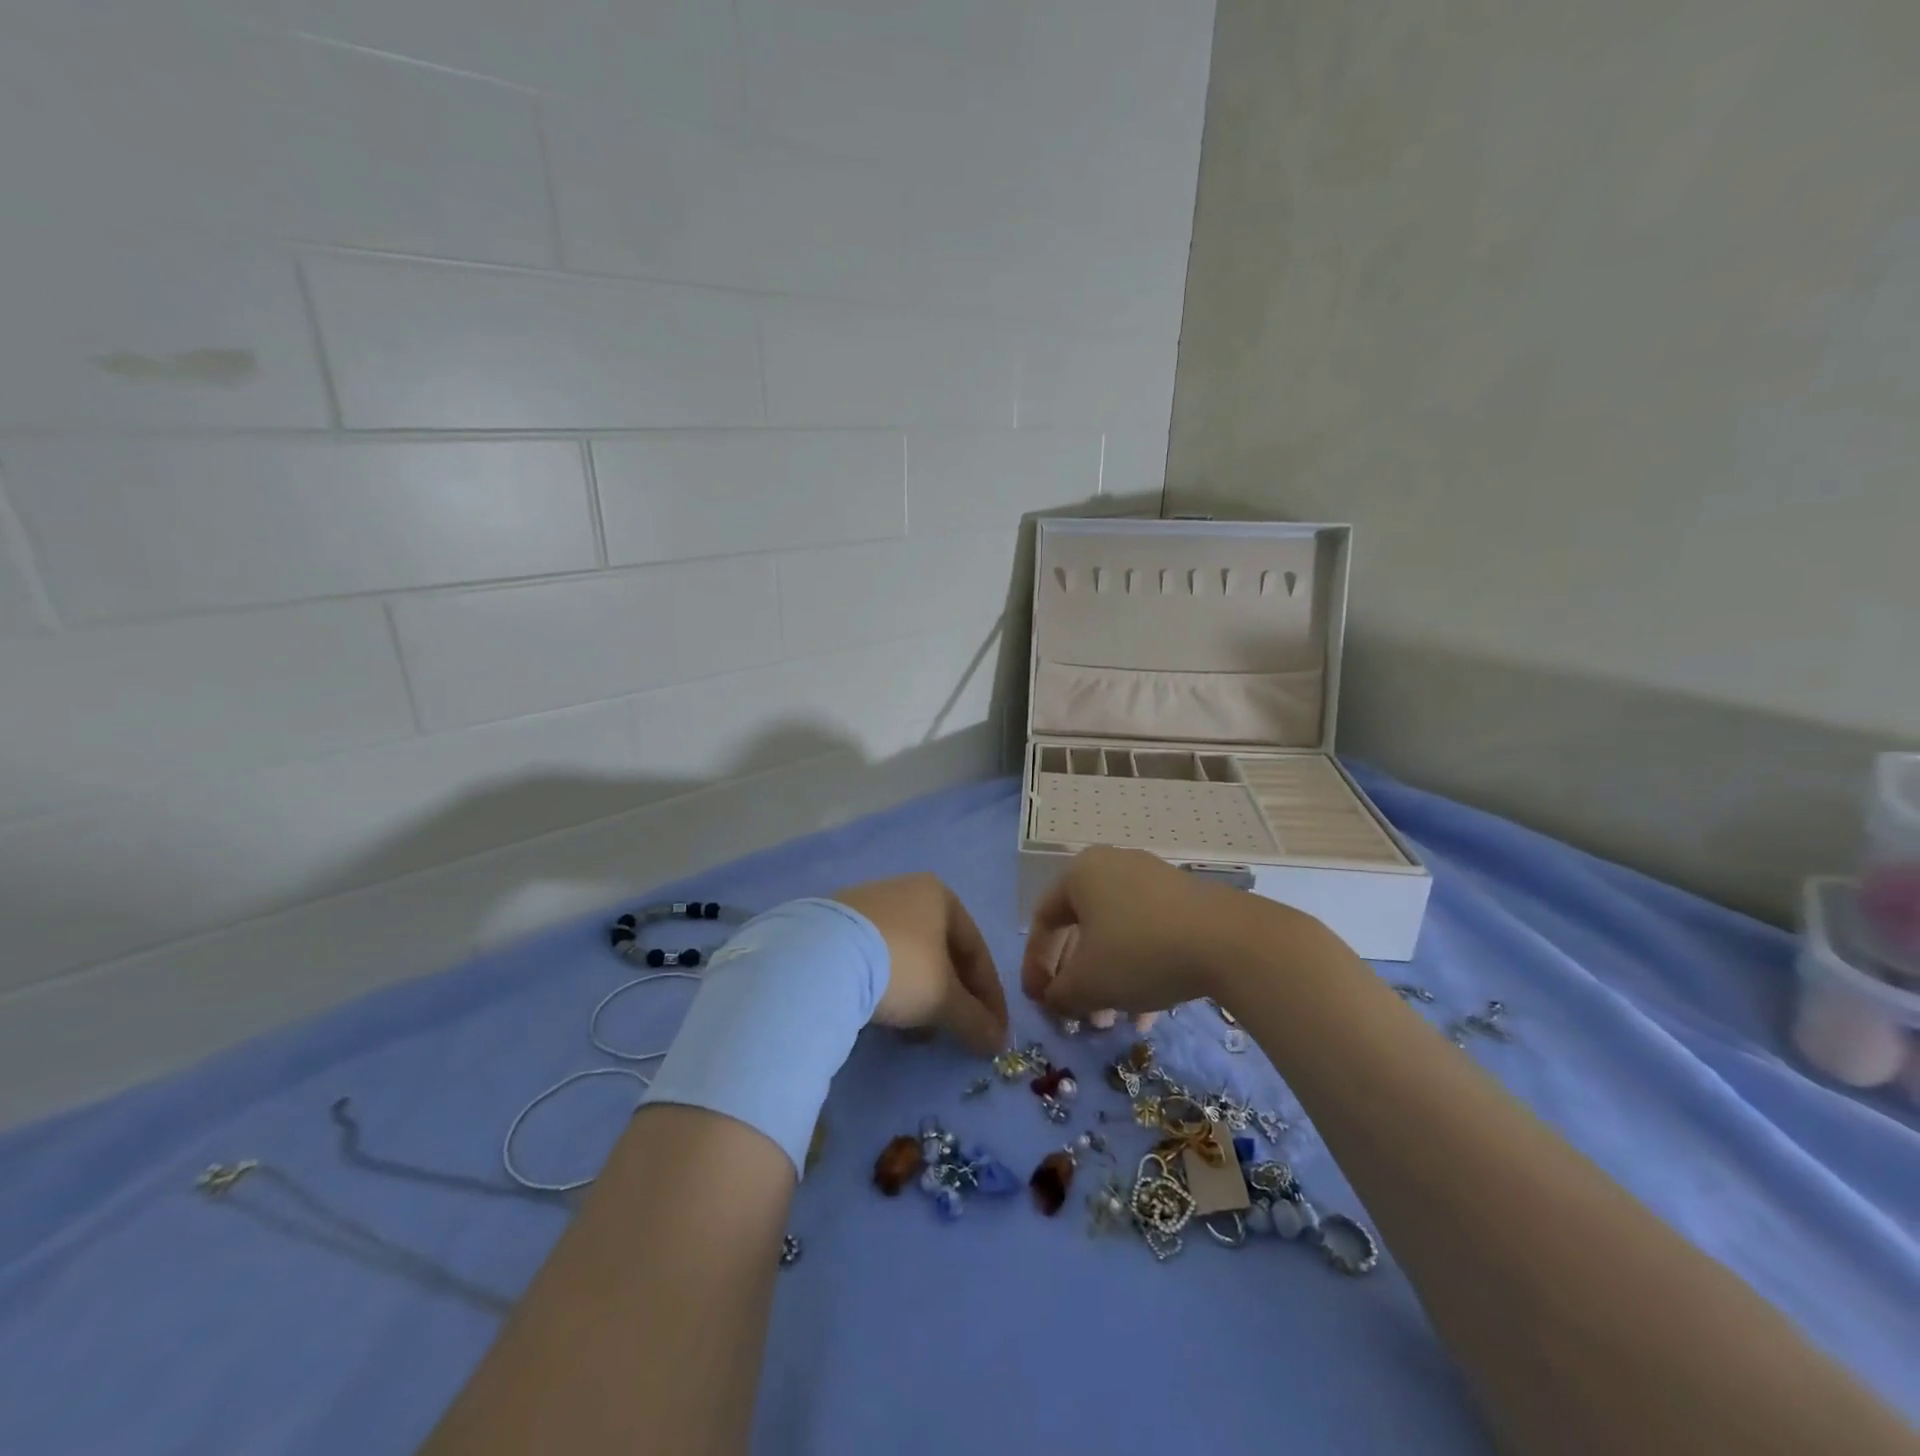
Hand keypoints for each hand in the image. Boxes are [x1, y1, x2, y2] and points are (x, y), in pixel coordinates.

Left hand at [829, 874, 1008, 1054]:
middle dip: (952, 996)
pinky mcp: (834, 925)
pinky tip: (883, 1017)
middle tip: (957, 1032)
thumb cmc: (900, 966)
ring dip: (920, 996)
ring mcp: (865, 905)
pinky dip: (887, 988)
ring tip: (917, 1034)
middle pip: (941, 951)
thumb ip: (975, 1020)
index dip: (990, 995)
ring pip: (907, 957)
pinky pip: (874, 959)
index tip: (994, 1032)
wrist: (819, 958)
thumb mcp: (944, 999)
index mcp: (939, 895)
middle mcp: (905, 890)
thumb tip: (997, 1042)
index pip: (976, 950)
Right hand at [1020, 847, 1255, 1021]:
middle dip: (1077, 980)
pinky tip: (1147, 1014)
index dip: (1035, 965)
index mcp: (1080, 874)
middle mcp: (1113, 868)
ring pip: (1117, 937)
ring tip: (1113, 1023)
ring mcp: (1153, 882)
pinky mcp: (1186, 902)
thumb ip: (1059, 994)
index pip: (1044, 921)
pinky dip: (1139, 972)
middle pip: (1082, 930)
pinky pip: (1148, 936)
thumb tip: (1055, 1000)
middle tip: (1079, 1017)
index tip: (1038, 1002)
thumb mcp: (1087, 983)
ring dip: (1108, 983)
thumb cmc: (1139, 952)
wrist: (1230, 942)